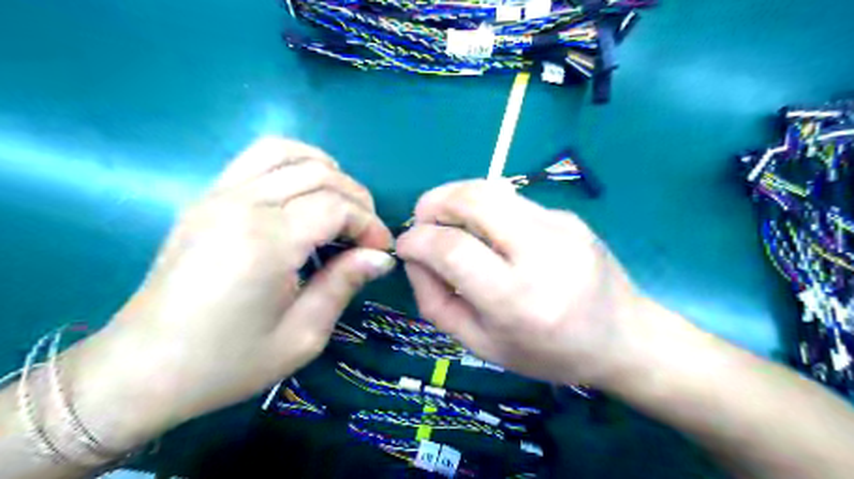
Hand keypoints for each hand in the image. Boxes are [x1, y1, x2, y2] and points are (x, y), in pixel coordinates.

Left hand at [66, 134, 392, 448]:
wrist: (141, 370)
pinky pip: (257, 159)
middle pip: (318, 174)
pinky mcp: (206, 198)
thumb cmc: (228, 362)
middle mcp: (241, 205)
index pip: (336, 206)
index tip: (381, 251)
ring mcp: (217, 195)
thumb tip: (380, 256)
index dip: (369, 224)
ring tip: (340, 207)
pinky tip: (304, 195)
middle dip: (356, 199)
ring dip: (326, 172)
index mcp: (266, 242)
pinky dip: (292, 164)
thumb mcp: (303, 335)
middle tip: (366, 235)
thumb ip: (344, 284)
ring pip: (286, 152)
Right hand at [397, 180, 651, 387]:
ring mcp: (561, 227)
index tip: (405, 246)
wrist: (625, 338)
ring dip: (456, 198)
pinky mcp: (569, 215)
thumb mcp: (482, 345)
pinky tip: (490, 233)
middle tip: (422, 220)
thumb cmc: (548, 353)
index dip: (418, 241)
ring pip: (492, 189)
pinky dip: (486, 209)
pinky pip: (513, 200)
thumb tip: (415, 259)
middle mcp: (542, 253)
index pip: (453, 249)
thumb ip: (436, 303)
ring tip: (448, 221)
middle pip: (474, 199)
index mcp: (518, 300)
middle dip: (434, 202)